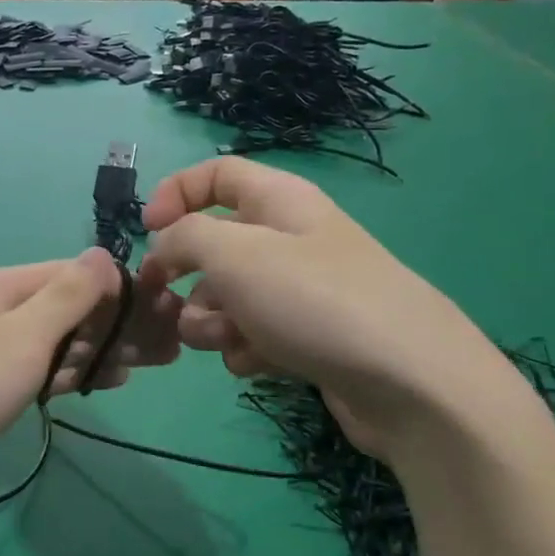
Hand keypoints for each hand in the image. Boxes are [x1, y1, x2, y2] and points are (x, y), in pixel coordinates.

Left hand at [0, 248, 180, 491]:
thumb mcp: (20, 336)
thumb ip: (67, 296)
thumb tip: (107, 253)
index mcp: (7, 285)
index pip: (80, 275)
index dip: (126, 294)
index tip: (170, 318)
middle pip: (72, 308)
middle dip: (120, 327)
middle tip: (169, 354)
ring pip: (58, 341)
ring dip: (100, 351)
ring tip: (143, 370)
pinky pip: (38, 369)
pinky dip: (69, 373)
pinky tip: (97, 384)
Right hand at [140, 157, 525, 460]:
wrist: (408, 381)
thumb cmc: (314, 301)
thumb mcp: (234, 254)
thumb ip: (183, 238)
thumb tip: (164, 250)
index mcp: (278, 200)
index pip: (216, 174)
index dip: (174, 195)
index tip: (147, 234)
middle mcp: (288, 239)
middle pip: (213, 245)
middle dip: (186, 278)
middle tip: (171, 306)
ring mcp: (298, 291)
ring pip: (225, 297)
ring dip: (211, 321)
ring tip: (231, 342)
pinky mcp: (305, 338)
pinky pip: (251, 335)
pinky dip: (245, 349)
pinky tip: (259, 365)